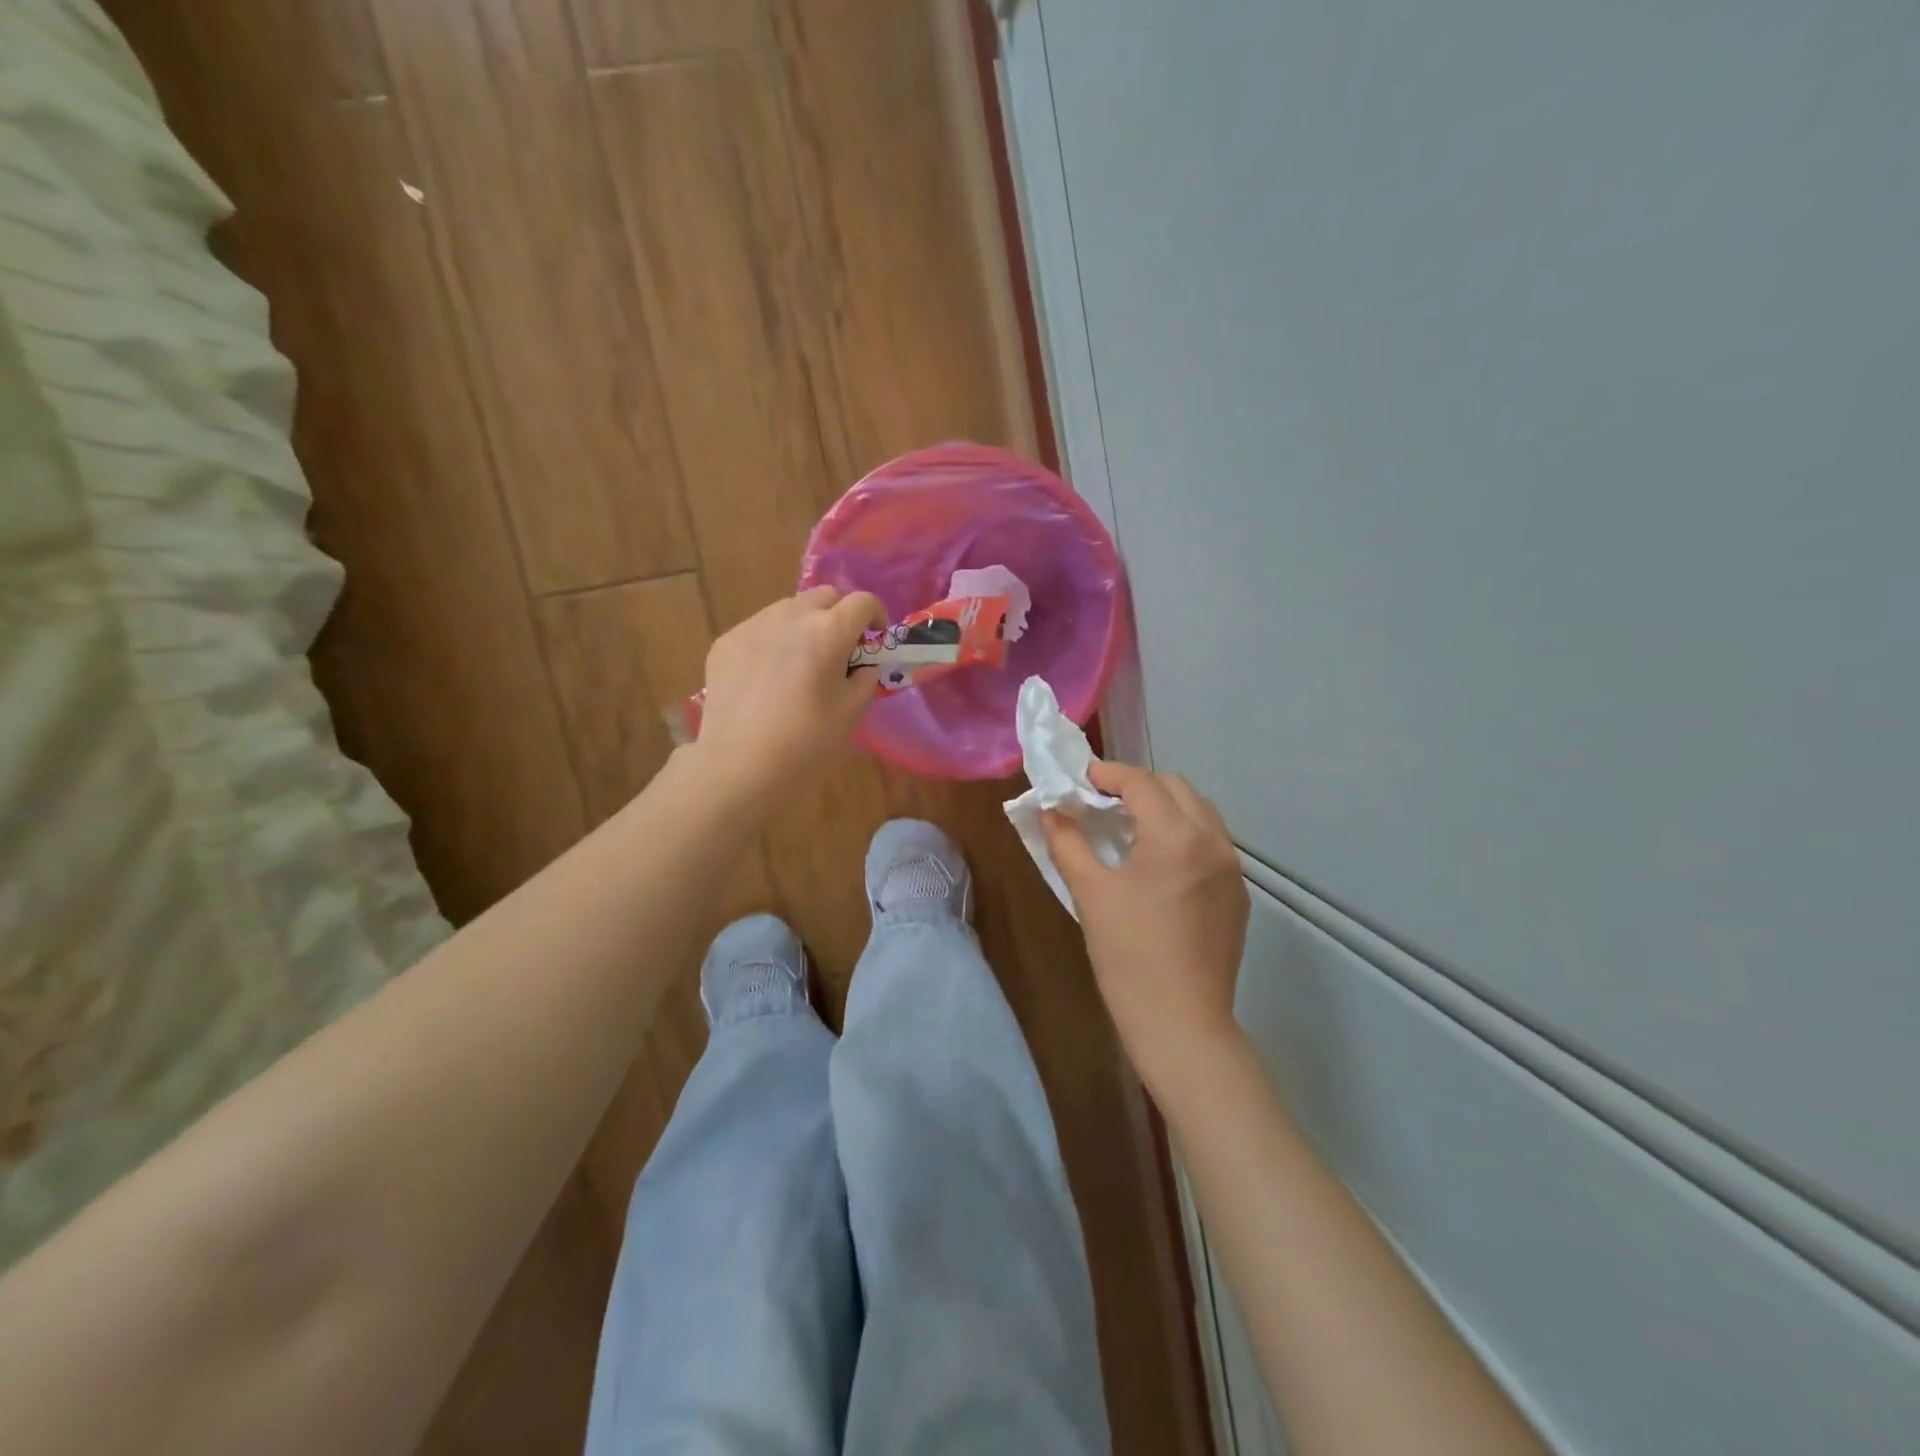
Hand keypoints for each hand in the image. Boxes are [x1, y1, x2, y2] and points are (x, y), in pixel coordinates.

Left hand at [696, 587, 886, 797]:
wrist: (741, 764)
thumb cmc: (808, 741)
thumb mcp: (852, 711)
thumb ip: (865, 677)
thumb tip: (863, 664)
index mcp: (828, 631)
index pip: (862, 602)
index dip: (875, 616)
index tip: (874, 638)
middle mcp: (790, 615)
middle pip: (824, 596)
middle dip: (838, 615)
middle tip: (839, 650)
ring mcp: (753, 625)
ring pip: (788, 609)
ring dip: (804, 625)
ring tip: (800, 663)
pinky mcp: (726, 642)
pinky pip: (758, 630)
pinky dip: (772, 642)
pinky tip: (767, 678)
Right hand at [1043, 763, 1250, 1097]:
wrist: (1181, 1023)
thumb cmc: (1128, 955)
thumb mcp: (1089, 892)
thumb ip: (1067, 841)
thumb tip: (1050, 810)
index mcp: (1177, 836)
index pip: (1141, 783)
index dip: (1107, 774)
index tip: (1080, 779)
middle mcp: (1213, 841)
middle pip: (1176, 788)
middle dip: (1138, 785)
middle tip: (1102, 802)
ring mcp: (1231, 869)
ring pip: (1199, 813)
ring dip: (1164, 807)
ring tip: (1129, 828)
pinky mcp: (1237, 895)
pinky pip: (1210, 844)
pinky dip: (1182, 834)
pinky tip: (1156, 862)